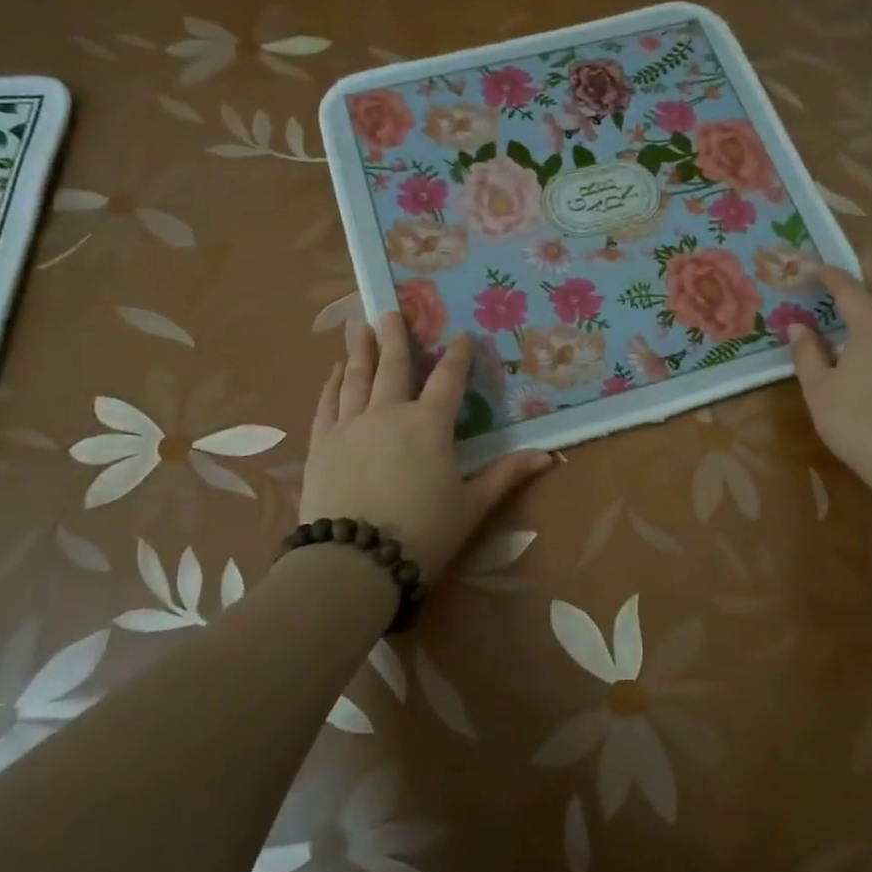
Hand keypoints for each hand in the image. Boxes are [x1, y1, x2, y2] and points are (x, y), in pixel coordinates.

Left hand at [300, 314, 552, 578]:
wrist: (354, 561)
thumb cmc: (422, 533)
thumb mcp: (471, 506)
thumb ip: (506, 475)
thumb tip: (548, 456)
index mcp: (429, 424)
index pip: (448, 379)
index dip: (457, 355)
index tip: (461, 335)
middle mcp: (389, 412)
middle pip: (395, 366)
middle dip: (396, 336)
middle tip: (391, 310)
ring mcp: (351, 425)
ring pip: (357, 377)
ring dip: (362, 350)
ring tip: (361, 327)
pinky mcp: (322, 443)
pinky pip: (328, 403)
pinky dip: (332, 385)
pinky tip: (335, 373)